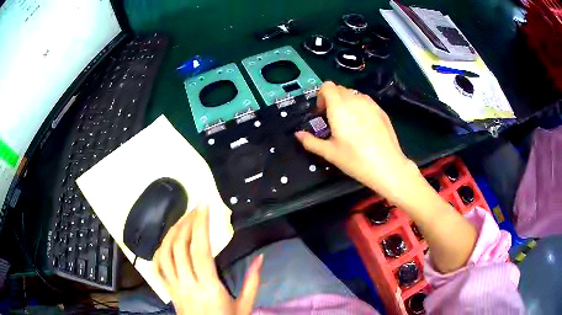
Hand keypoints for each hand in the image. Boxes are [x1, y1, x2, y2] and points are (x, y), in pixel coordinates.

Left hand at [154, 205, 262, 314]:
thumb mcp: (245, 306)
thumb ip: (253, 282)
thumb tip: (261, 258)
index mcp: (209, 288)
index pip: (199, 250)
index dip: (200, 225)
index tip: (204, 206)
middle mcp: (187, 285)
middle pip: (179, 247)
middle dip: (186, 222)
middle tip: (196, 209)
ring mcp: (174, 287)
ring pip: (164, 254)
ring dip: (171, 233)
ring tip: (182, 220)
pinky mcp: (168, 291)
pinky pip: (158, 267)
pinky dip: (160, 249)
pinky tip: (168, 241)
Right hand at [296, 82, 417, 202]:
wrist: (387, 166)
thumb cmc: (355, 159)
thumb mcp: (330, 153)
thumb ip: (311, 141)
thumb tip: (298, 135)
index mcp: (339, 107)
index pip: (327, 86)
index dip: (322, 95)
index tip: (322, 111)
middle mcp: (354, 100)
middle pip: (340, 89)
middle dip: (333, 99)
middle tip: (333, 119)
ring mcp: (370, 104)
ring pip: (354, 94)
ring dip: (347, 102)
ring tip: (349, 122)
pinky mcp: (381, 110)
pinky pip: (366, 101)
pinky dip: (360, 107)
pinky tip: (364, 125)